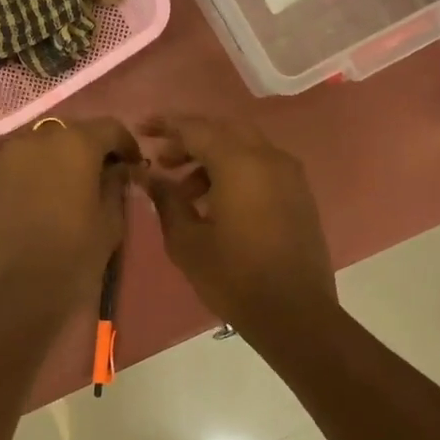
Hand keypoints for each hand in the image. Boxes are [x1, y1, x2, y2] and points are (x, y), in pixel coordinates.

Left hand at [0, 117, 139, 303]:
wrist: (15, 292)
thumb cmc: (74, 256)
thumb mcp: (110, 222)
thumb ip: (116, 185)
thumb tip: (116, 170)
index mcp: (75, 144)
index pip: (108, 127)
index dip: (124, 143)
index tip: (130, 164)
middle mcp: (36, 139)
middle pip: (68, 133)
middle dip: (85, 149)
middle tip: (94, 176)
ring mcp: (3, 157)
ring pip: (35, 148)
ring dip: (51, 160)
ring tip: (58, 190)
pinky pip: (10, 168)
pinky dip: (24, 177)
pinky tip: (29, 204)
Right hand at [138, 115, 336, 335]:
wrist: (295, 314)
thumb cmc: (233, 276)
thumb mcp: (186, 240)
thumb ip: (166, 199)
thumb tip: (148, 175)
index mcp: (239, 163)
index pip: (196, 129)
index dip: (166, 125)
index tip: (141, 128)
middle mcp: (269, 158)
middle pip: (223, 130)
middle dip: (190, 139)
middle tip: (163, 159)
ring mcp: (289, 175)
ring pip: (244, 146)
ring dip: (212, 157)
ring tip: (185, 191)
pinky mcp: (299, 194)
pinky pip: (261, 165)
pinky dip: (235, 170)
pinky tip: (215, 201)